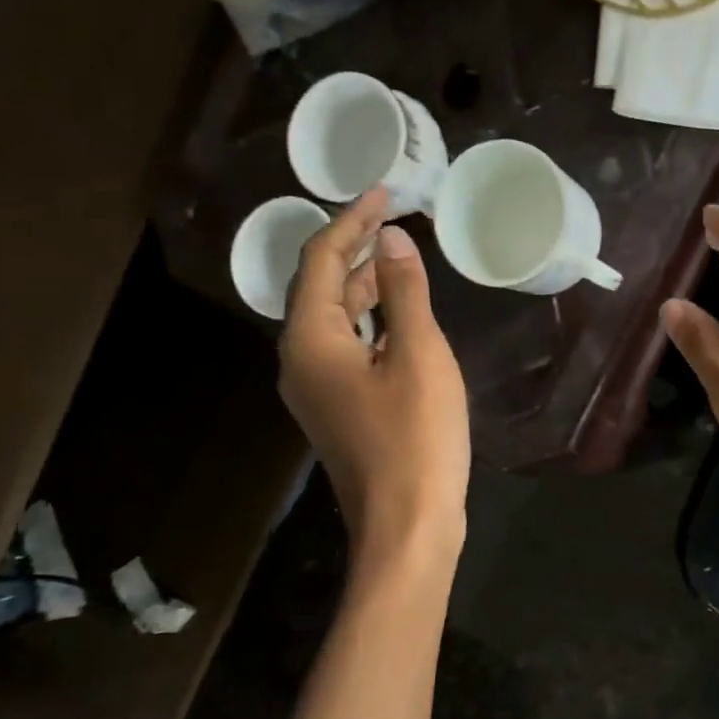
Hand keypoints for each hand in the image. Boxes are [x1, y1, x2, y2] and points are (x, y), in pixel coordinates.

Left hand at [279, 190, 468, 555]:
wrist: (407, 526)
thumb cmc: (416, 438)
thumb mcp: (419, 356)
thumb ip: (404, 293)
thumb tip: (392, 240)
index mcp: (310, 340)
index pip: (320, 260)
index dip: (351, 221)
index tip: (384, 193)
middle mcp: (300, 360)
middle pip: (320, 287)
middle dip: (354, 249)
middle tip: (393, 218)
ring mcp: (317, 389)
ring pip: (334, 319)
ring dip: (362, 285)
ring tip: (397, 256)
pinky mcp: (339, 409)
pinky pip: (346, 347)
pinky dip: (370, 321)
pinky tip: (398, 316)